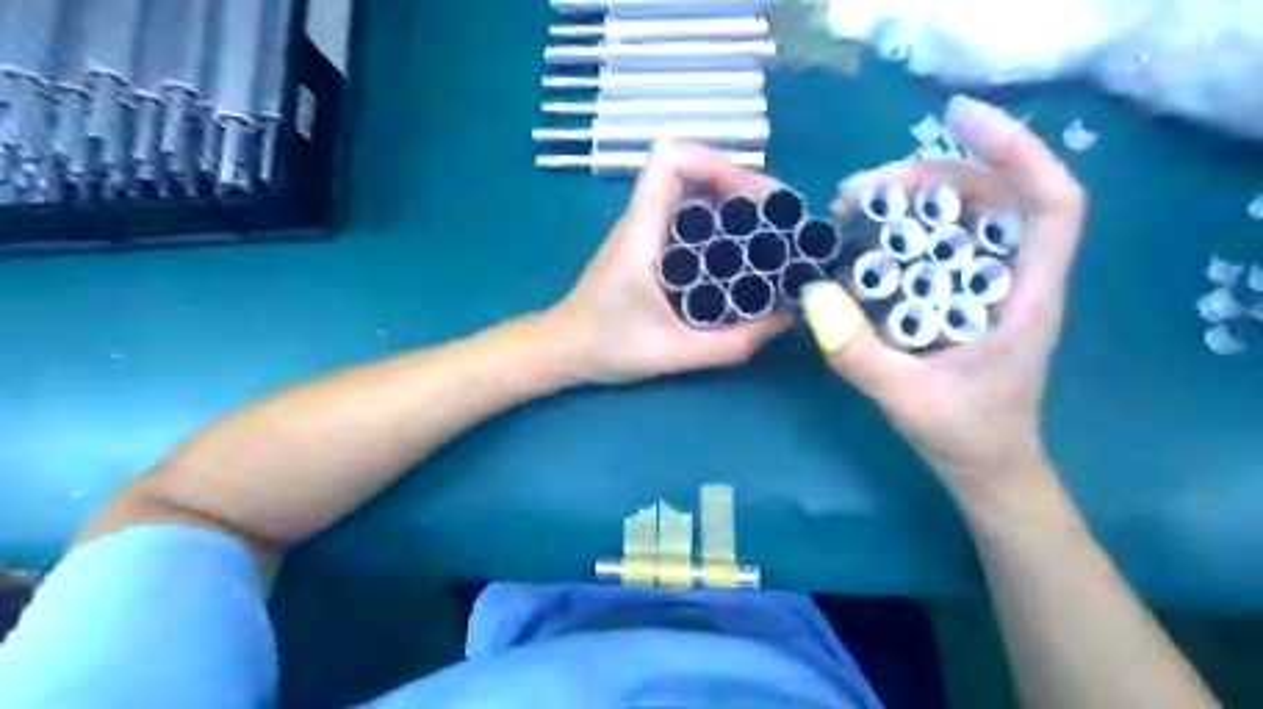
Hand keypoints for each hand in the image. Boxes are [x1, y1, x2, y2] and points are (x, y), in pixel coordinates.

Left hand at [550, 142, 791, 384]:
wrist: (563, 349)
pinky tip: (743, 251)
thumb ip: (733, 343)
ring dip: (735, 202)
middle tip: (779, 219)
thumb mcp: (676, 353)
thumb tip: (787, 317)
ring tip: (771, 231)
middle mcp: (643, 219)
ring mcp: (645, 230)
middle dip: (742, 184)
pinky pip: (690, 217)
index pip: (670, 159)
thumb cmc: (608, 346)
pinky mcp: (649, 244)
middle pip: (693, 168)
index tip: (751, 200)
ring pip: (694, 191)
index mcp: (642, 230)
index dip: (716, 163)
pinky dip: (721, 222)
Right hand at [809, 93, 1084, 489]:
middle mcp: (1017, 280)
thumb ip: (859, 353)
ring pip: (967, 218)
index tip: (956, 120)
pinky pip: (943, 245)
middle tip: (864, 189)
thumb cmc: (963, 435)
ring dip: (915, 201)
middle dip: (933, 178)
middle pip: (996, 198)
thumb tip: (813, 294)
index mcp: (1027, 298)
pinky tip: (867, 238)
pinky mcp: (966, 297)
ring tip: (855, 206)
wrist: (986, 468)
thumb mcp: (905, 399)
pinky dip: (907, 230)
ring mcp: (991, 286)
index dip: (1015, 150)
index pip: (1051, 204)